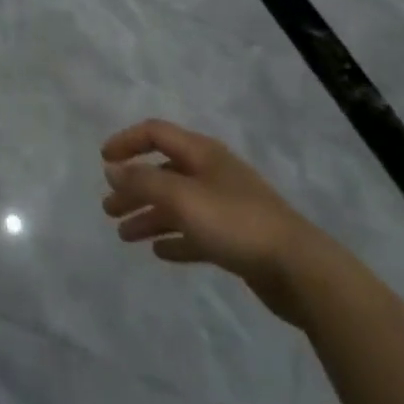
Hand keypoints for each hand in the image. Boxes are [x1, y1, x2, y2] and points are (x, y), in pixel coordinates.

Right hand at [101, 119, 329, 324]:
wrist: (300, 270)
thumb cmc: (236, 222)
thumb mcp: (182, 197)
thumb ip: (143, 181)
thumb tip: (112, 170)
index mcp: (201, 153)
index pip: (155, 133)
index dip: (127, 142)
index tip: (103, 160)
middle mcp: (212, 173)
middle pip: (163, 171)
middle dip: (134, 187)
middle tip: (109, 209)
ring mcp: (226, 206)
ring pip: (177, 205)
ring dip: (149, 216)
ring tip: (125, 235)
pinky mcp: (237, 240)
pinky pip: (196, 233)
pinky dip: (175, 238)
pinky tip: (160, 252)